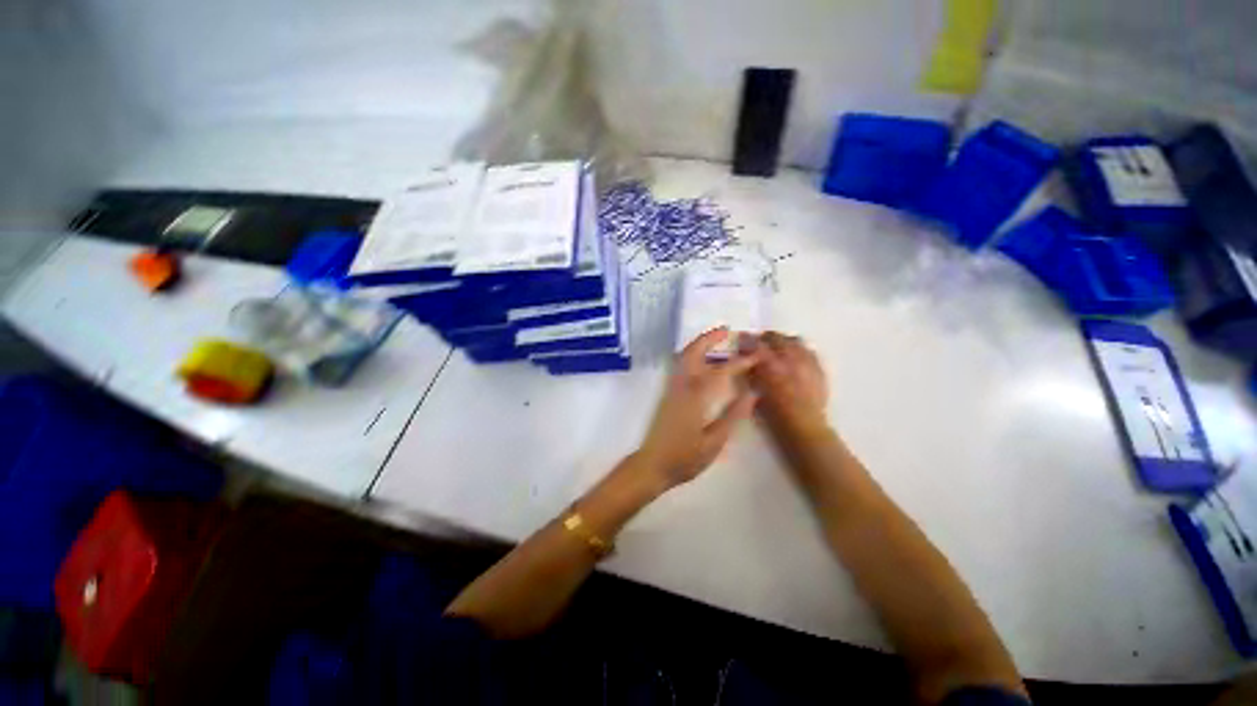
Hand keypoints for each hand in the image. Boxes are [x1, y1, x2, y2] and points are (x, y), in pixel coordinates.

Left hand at [636, 328, 759, 490]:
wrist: (652, 465)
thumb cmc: (685, 458)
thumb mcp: (714, 441)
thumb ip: (733, 416)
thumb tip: (752, 393)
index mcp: (695, 397)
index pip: (720, 372)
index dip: (739, 362)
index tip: (756, 356)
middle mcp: (681, 386)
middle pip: (693, 353)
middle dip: (709, 338)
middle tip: (727, 330)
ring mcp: (672, 388)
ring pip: (684, 357)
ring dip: (699, 344)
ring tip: (717, 340)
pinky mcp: (668, 393)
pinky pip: (680, 366)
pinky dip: (693, 355)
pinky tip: (703, 361)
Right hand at [749, 332, 829, 438]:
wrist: (805, 425)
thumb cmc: (776, 413)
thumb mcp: (757, 392)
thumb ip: (753, 373)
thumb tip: (747, 359)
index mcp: (771, 366)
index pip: (756, 344)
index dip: (747, 340)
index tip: (742, 339)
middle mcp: (790, 359)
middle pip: (776, 337)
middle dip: (765, 338)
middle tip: (759, 344)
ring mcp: (807, 362)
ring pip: (794, 340)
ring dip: (784, 342)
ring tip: (779, 349)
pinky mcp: (819, 367)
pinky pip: (809, 350)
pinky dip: (800, 350)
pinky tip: (795, 358)